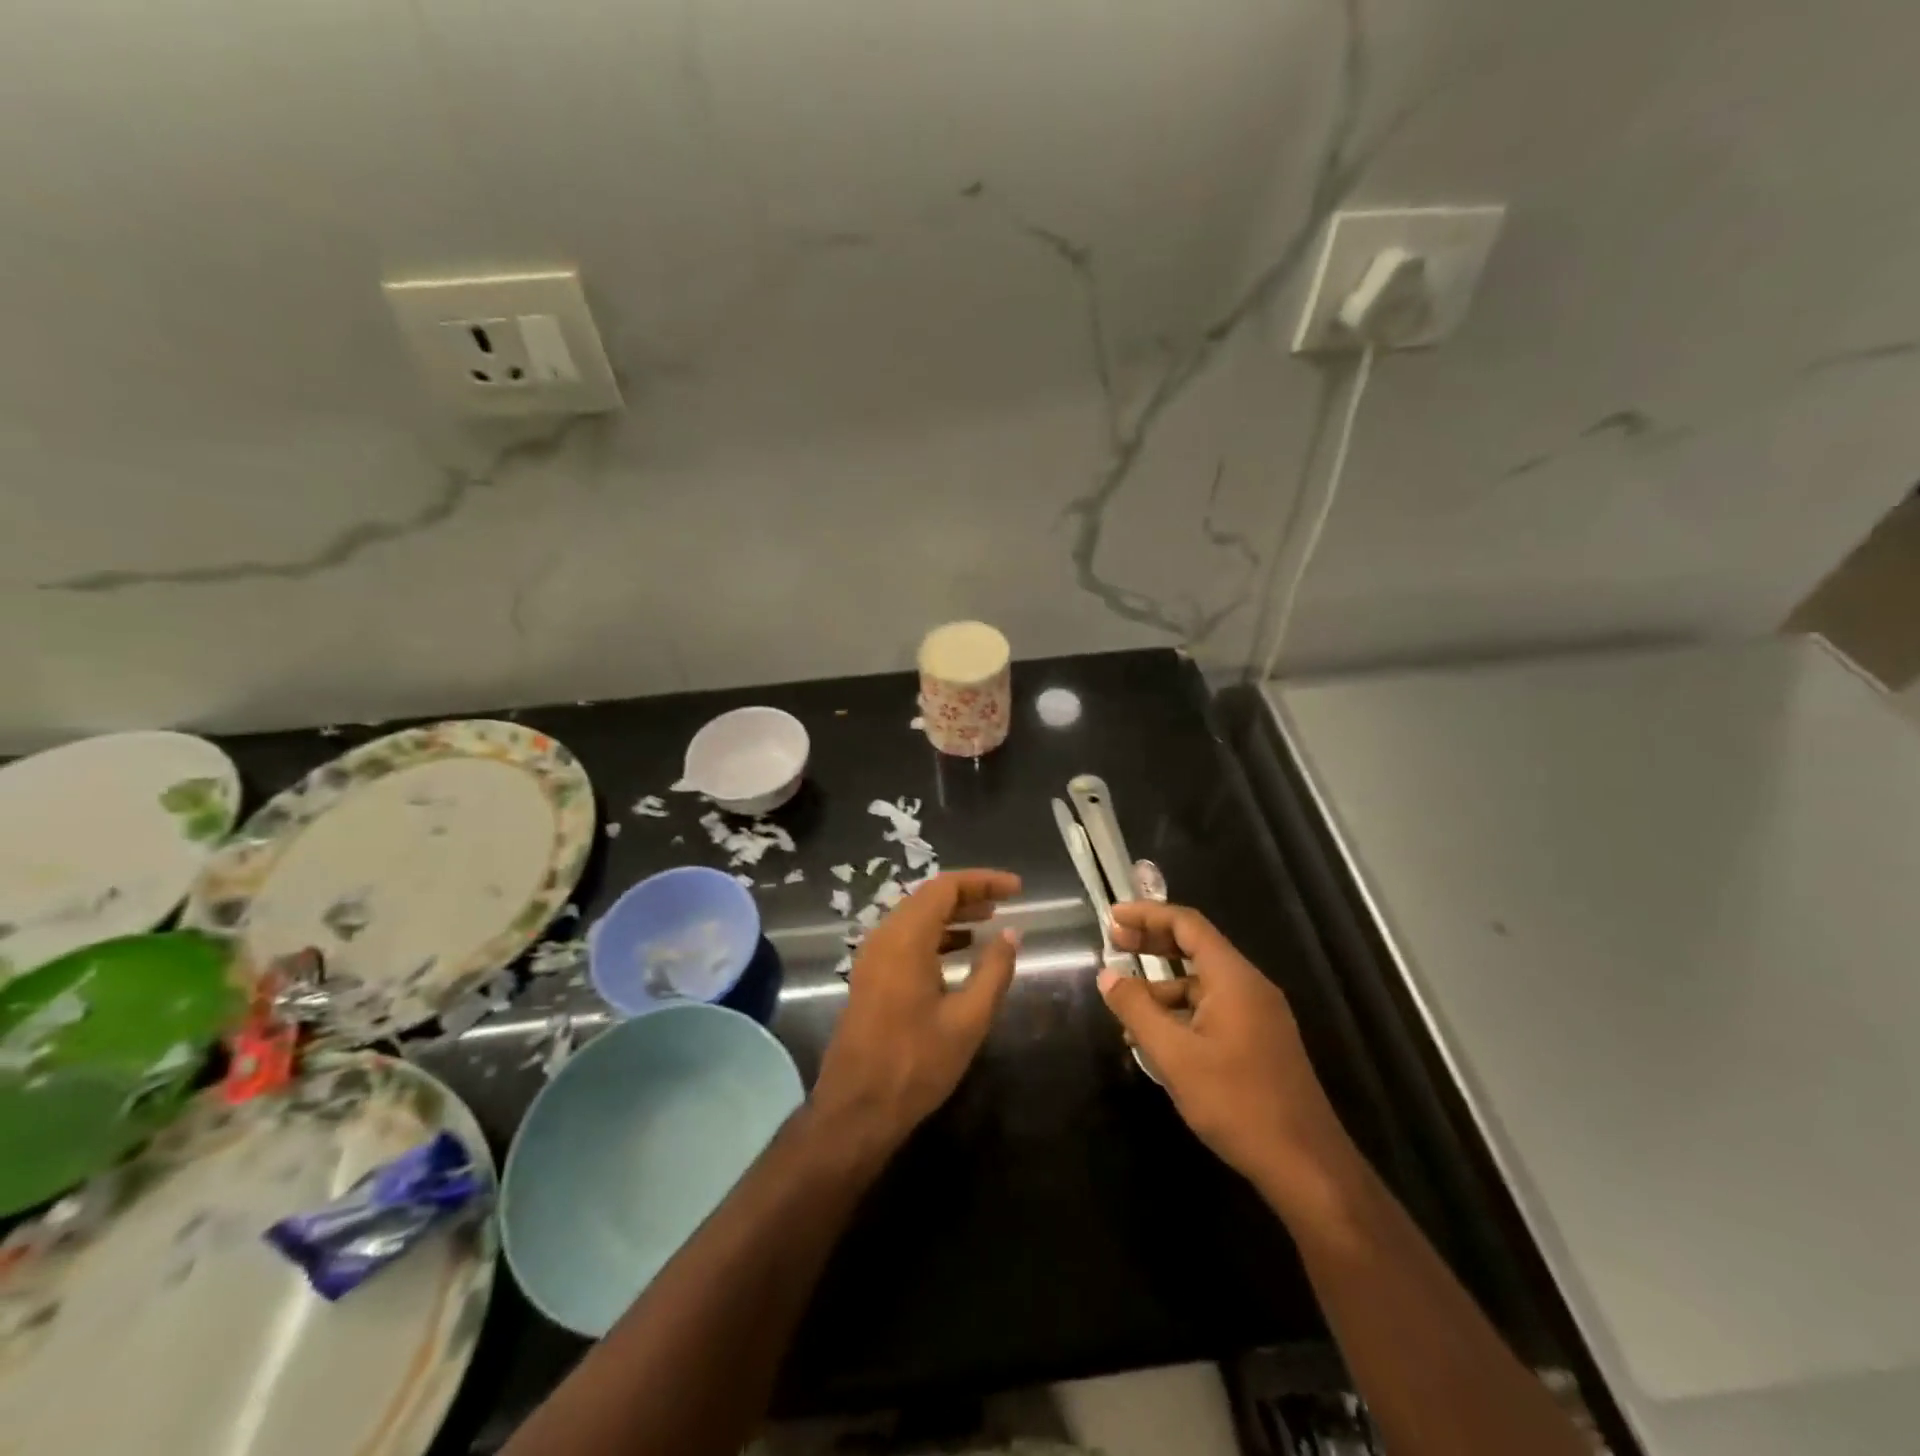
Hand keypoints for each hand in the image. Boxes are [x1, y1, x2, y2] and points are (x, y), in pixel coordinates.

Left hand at [811, 870, 1021, 1157]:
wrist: (856, 1108)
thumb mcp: (968, 1019)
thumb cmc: (916, 1064)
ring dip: (952, 914)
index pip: (945, 887)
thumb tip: (1012, 934)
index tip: (1017, 888)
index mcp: (905, 938)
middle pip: (928, 897)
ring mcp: (872, 956)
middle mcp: (884, 937)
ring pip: (915, 917)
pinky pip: (905, 938)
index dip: (983, 881)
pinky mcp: (870, 976)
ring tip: (989, 920)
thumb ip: (994, 971)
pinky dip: (935, 935)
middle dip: (969, 894)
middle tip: (1006, 901)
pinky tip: (960, 950)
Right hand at [1100, 902, 1358, 1222]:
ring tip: (1125, 1011)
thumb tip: (1108, 975)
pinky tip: (1156, 1042)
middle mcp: (1249, 987)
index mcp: (1234, 978)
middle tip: (1114, 945)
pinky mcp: (1260, 1042)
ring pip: (1202, 984)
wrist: (1306, 1166)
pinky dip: (1181, 1014)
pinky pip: (1213, 1010)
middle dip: (1153, 944)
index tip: (1112, 918)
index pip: (1188, 925)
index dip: (1147, 915)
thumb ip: (1137, 1009)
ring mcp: (1259, 1015)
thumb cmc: (1236, 1102)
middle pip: (1196, 948)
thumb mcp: (1174, 1056)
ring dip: (1162, 988)